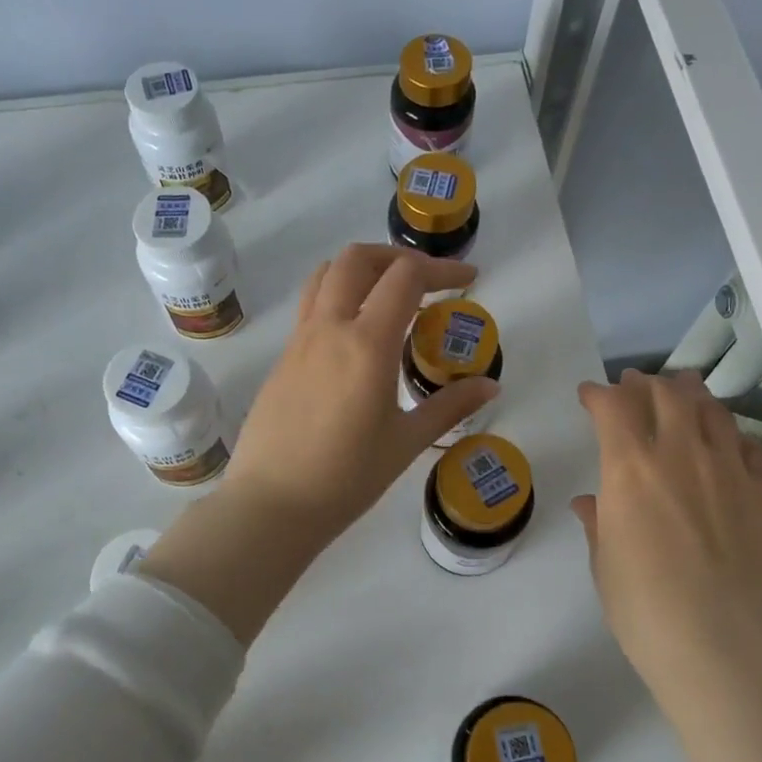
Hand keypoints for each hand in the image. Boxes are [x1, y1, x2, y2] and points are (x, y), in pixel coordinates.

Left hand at [223, 244, 497, 546]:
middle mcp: (329, 328)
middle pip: (358, 259)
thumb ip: (450, 406)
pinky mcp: (282, 358)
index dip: (442, 269)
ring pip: (326, 275)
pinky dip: (339, 296)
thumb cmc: (346, 478)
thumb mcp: (406, 442)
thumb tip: (489, 385)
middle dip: (398, 256)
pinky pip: (311, 306)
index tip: (468, 281)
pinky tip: (357, 335)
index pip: (405, 277)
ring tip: (388, 294)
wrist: (272, 505)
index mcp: (366, 344)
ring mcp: (299, 340)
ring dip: (362, 269)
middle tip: (427, 280)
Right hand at [573, 370, 761, 717]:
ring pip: (712, 411)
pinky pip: (750, 447)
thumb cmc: (646, 611)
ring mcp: (730, 470)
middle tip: (634, 386)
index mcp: (630, 467)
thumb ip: (599, 525)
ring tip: (682, 393)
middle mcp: (681, 454)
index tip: (589, 395)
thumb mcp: (606, 567)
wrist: (727, 649)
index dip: (598, 394)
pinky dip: (732, 436)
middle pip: (667, 394)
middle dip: (645, 384)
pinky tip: (728, 444)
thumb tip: (591, 503)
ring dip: (691, 395)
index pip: (613, 406)